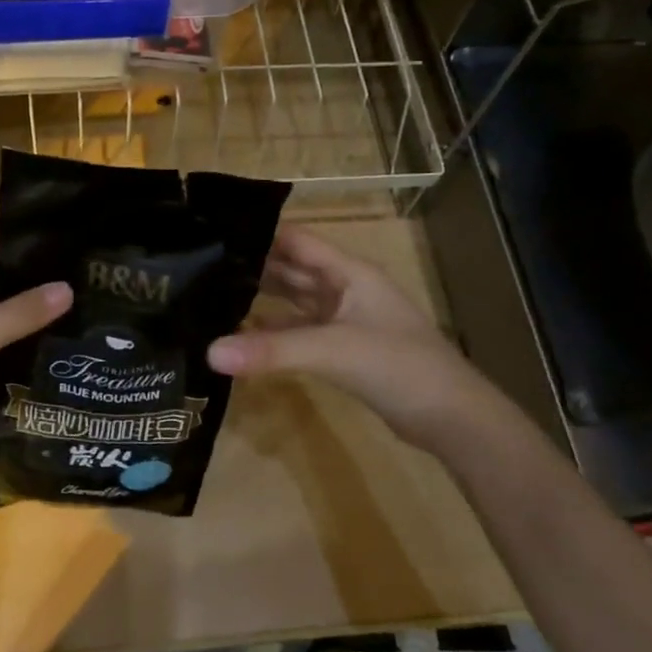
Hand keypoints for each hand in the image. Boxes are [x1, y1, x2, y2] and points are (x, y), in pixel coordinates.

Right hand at [207, 226, 485, 452]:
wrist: (450, 416)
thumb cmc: (399, 366)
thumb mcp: (333, 351)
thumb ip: (272, 351)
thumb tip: (209, 352)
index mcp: (349, 272)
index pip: (296, 241)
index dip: (259, 235)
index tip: (213, 235)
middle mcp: (345, 289)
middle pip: (292, 269)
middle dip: (252, 267)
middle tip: (200, 268)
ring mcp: (345, 320)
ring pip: (295, 302)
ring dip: (261, 300)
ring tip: (212, 297)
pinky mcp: (343, 350)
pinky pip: (300, 332)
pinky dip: (274, 334)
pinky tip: (242, 339)